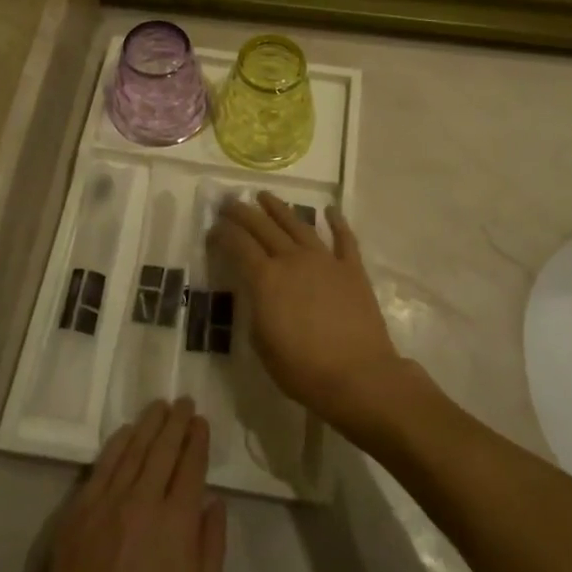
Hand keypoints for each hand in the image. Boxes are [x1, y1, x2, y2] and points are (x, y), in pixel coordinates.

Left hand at [0, 400, 225, 571]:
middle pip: (162, 449)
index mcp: (177, 523)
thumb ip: (212, 548)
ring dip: (148, 424)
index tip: (201, 420)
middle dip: (176, 421)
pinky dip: (116, 445)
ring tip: (159, 406)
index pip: (191, 465)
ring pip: (131, 450)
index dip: (197, 439)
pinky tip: (124, 433)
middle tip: (184, 400)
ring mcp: (105, 506)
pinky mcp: (76, 516)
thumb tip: (214, 503)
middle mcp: (142, 502)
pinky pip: (100, 468)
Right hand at [209, 193, 411, 441]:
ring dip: (279, 209)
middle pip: (264, 228)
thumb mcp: (262, 344)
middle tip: (230, 202)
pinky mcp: (352, 269)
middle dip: (244, 213)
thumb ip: (256, 309)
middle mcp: (293, 260)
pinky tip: (330, 210)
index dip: (223, 234)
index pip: (238, 245)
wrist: (358, 376)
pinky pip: (344, 239)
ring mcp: (325, 260)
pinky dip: (337, 222)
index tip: (213, 229)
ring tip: (265, 196)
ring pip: (298, 225)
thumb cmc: (303, 369)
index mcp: (266, 279)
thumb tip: (257, 291)